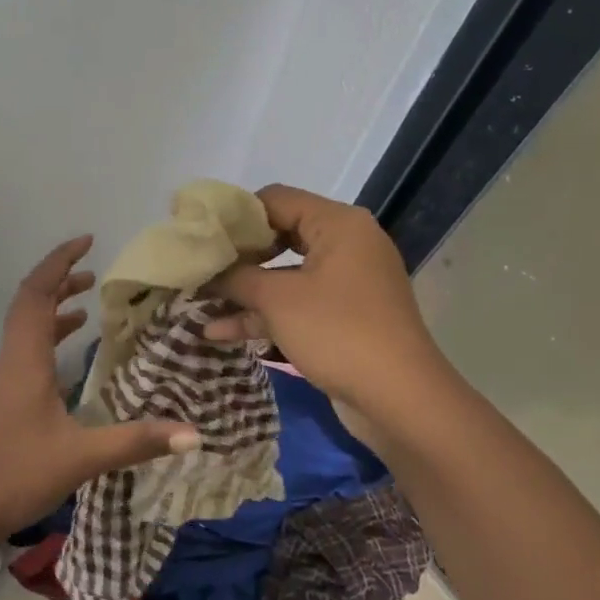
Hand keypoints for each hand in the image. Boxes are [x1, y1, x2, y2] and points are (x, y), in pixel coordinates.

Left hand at [0, 235, 198, 546]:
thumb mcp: (81, 457)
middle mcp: (12, 359)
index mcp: (25, 358)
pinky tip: (69, 351)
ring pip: (26, 326)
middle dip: (59, 278)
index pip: (37, 292)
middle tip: (93, 269)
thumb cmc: (15, 474)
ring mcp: (4, 379)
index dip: (59, 262)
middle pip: (29, 302)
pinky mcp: (4, 397)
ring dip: (53, 306)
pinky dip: (49, 336)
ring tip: (87, 301)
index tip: (86, 242)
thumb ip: (135, 441)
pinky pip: (27, 349)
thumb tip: (192, 433)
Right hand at [205, 185, 450, 413]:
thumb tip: (207, 270)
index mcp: (338, 224)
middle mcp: (345, 244)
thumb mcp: (278, 300)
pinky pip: (296, 303)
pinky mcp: (343, 316)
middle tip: (199, 266)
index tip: (200, 235)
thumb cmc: (338, 332)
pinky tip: (219, 332)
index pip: (275, 199)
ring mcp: (346, 282)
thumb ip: (237, 277)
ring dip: (244, 289)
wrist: (401, 400)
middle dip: (237, 255)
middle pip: (279, 235)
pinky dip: (264, 314)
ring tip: (199, 299)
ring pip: (284, 274)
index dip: (235, 216)